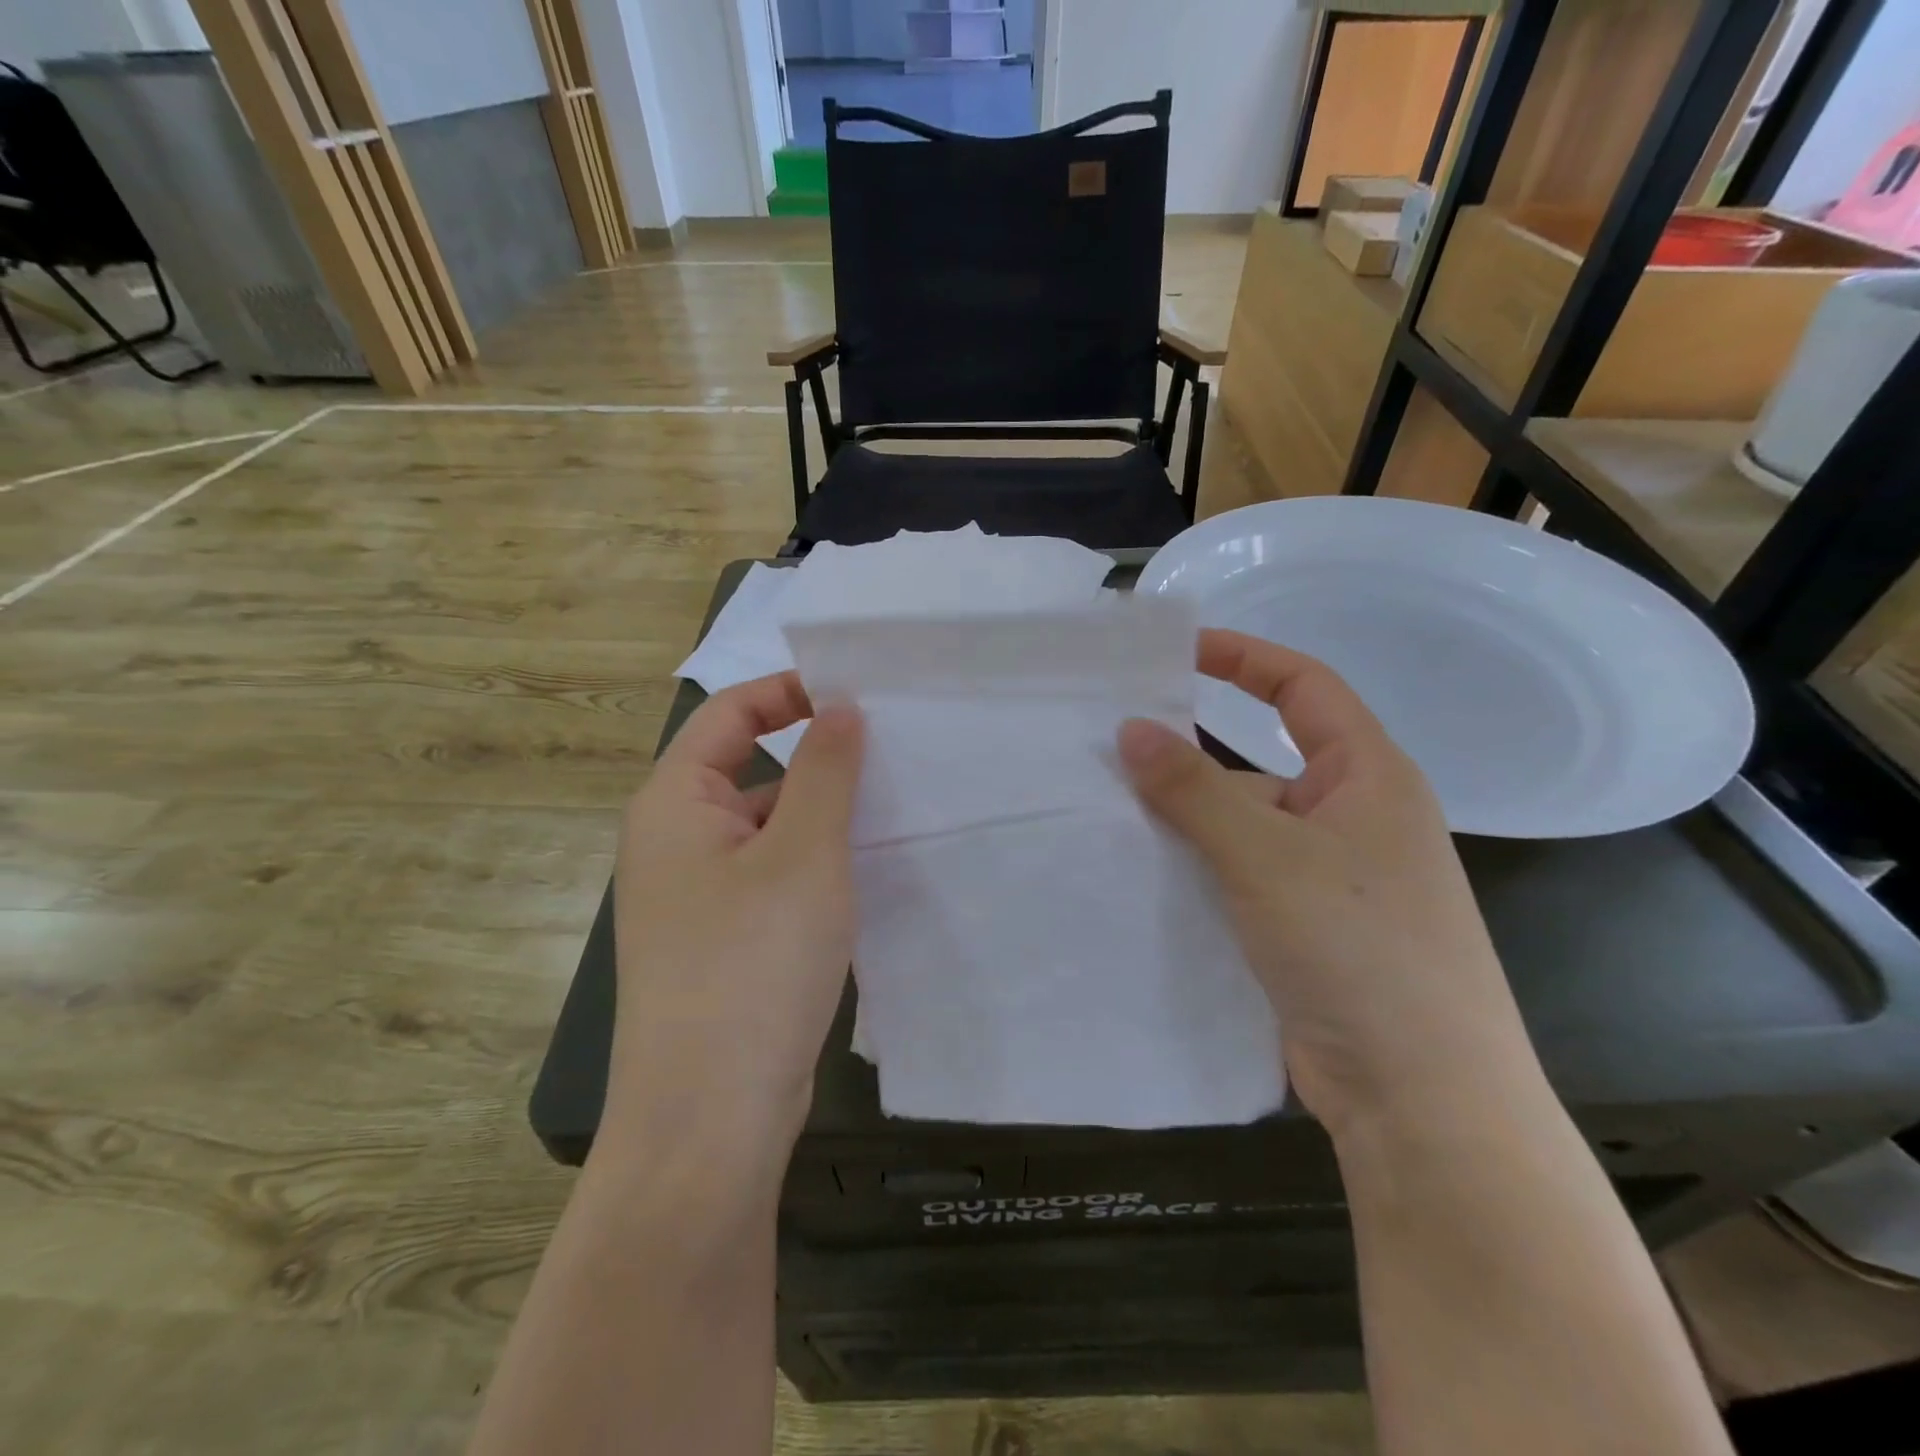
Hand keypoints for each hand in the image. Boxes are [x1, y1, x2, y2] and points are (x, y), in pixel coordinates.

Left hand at [609, 672, 863, 1161]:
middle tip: (891, 752)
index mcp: (675, 804)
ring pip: (765, 828)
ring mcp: (696, 897)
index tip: (857, 694)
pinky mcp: (721, 942)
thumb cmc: (753, 963)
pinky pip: (770, 877)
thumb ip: (825, 771)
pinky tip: (862, 874)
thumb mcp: (804, 853)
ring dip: (819, 816)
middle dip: (815, 758)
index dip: (790, 692)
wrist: (710, 1119)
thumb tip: (841, 707)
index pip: (729, 714)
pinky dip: (812, 864)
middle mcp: (674, 842)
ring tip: (890, 808)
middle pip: (747, 769)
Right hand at [1118, 629, 1535, 1136]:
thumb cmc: (1360, 950)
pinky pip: (1235, 877)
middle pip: (1256, 763)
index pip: (1303, 687)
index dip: (1243, 658)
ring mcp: (1324, 879)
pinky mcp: (1300, 928)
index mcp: (1367, 777)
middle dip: (1189, 757)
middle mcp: (1348, 818)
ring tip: (1103, 813)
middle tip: (1110, 749)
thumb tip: (1131, 728)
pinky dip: (1192, 869)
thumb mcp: (1267, 856)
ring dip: (1182, 822)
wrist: (1421, 1099)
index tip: (1175, 653)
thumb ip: (1194, 790)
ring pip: (1239, 827)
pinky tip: (1137, 874)